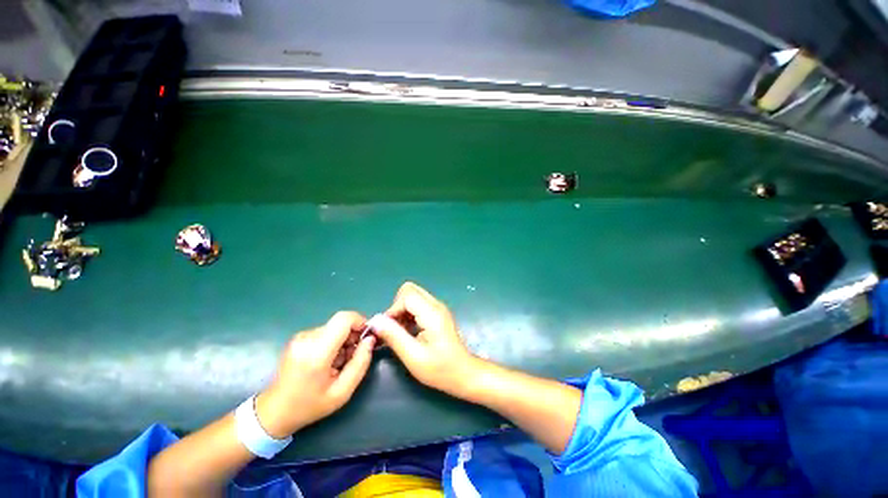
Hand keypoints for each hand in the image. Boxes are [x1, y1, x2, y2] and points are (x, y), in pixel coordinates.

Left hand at [255, 311, 374, 437]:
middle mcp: (307, 339)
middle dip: (353, 336)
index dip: (360, 321)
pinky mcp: (299, 338)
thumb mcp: (342, 392)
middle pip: (341, 323)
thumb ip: (360, 363)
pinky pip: (325, 332)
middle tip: (353, 357)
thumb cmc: (309, 406)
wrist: (273, 412)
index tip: (366, 336)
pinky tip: (328, 361)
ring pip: (334, 328)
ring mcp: (301, 337)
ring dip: (343, 341)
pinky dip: (333, 342)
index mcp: (317, 352)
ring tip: (339, 363)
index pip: (344, 319)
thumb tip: (370, 340)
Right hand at [371, 282, 480, 397]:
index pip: (406, 295)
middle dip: (397, 307)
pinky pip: (418, 304)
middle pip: (409, 290)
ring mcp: (438, 308)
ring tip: (400, 332)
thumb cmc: (440, 369)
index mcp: (432, 313)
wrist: (464, 373)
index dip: (393, 309)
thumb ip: (394, 336)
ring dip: (402, 311)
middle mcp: (436, 305)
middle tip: (395, 328)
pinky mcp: (438, 313)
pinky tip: (409, 332)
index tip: (388, 329)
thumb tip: (375, 321)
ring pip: (413, 296)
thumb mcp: (413, 356)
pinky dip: (409, 314)